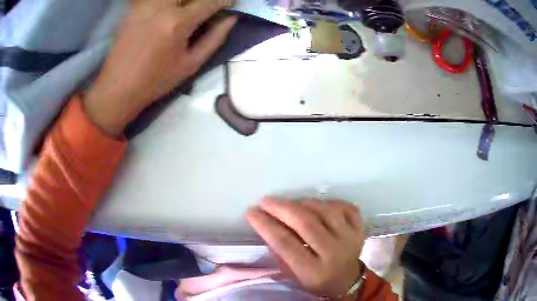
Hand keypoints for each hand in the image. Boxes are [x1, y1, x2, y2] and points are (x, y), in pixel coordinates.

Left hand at [84, 0, 236, 136]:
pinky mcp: (134, 8)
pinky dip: (168, 3)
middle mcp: (162, 7)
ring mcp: (145, 5)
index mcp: (178, 22)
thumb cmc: (155, 81)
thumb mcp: (190, 65)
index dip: (224, 1)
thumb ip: (215, 38)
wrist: (118, 88)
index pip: (210, 1)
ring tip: (188, 11)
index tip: (230, 4)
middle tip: (206, 9)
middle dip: (203, 0)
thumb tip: (232, 19)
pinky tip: (168, 13)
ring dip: (185, 1)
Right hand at [247, 198, 365, 298]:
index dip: (266, 225)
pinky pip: (345, 207)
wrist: (347, 280)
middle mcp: (334, 253)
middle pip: (306, 223)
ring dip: (303, 203)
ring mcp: (350, 238)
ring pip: (325, 211)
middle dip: (281, 208)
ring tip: (290, 205)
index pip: (285, 244)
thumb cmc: (315, 280)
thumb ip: (280, 253)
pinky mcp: (360, 229)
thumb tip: (268, 224)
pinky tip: (317, 206)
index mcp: (313, 271)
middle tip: (265, 201)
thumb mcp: (292, 275)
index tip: (251, 212)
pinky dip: (328, 202)